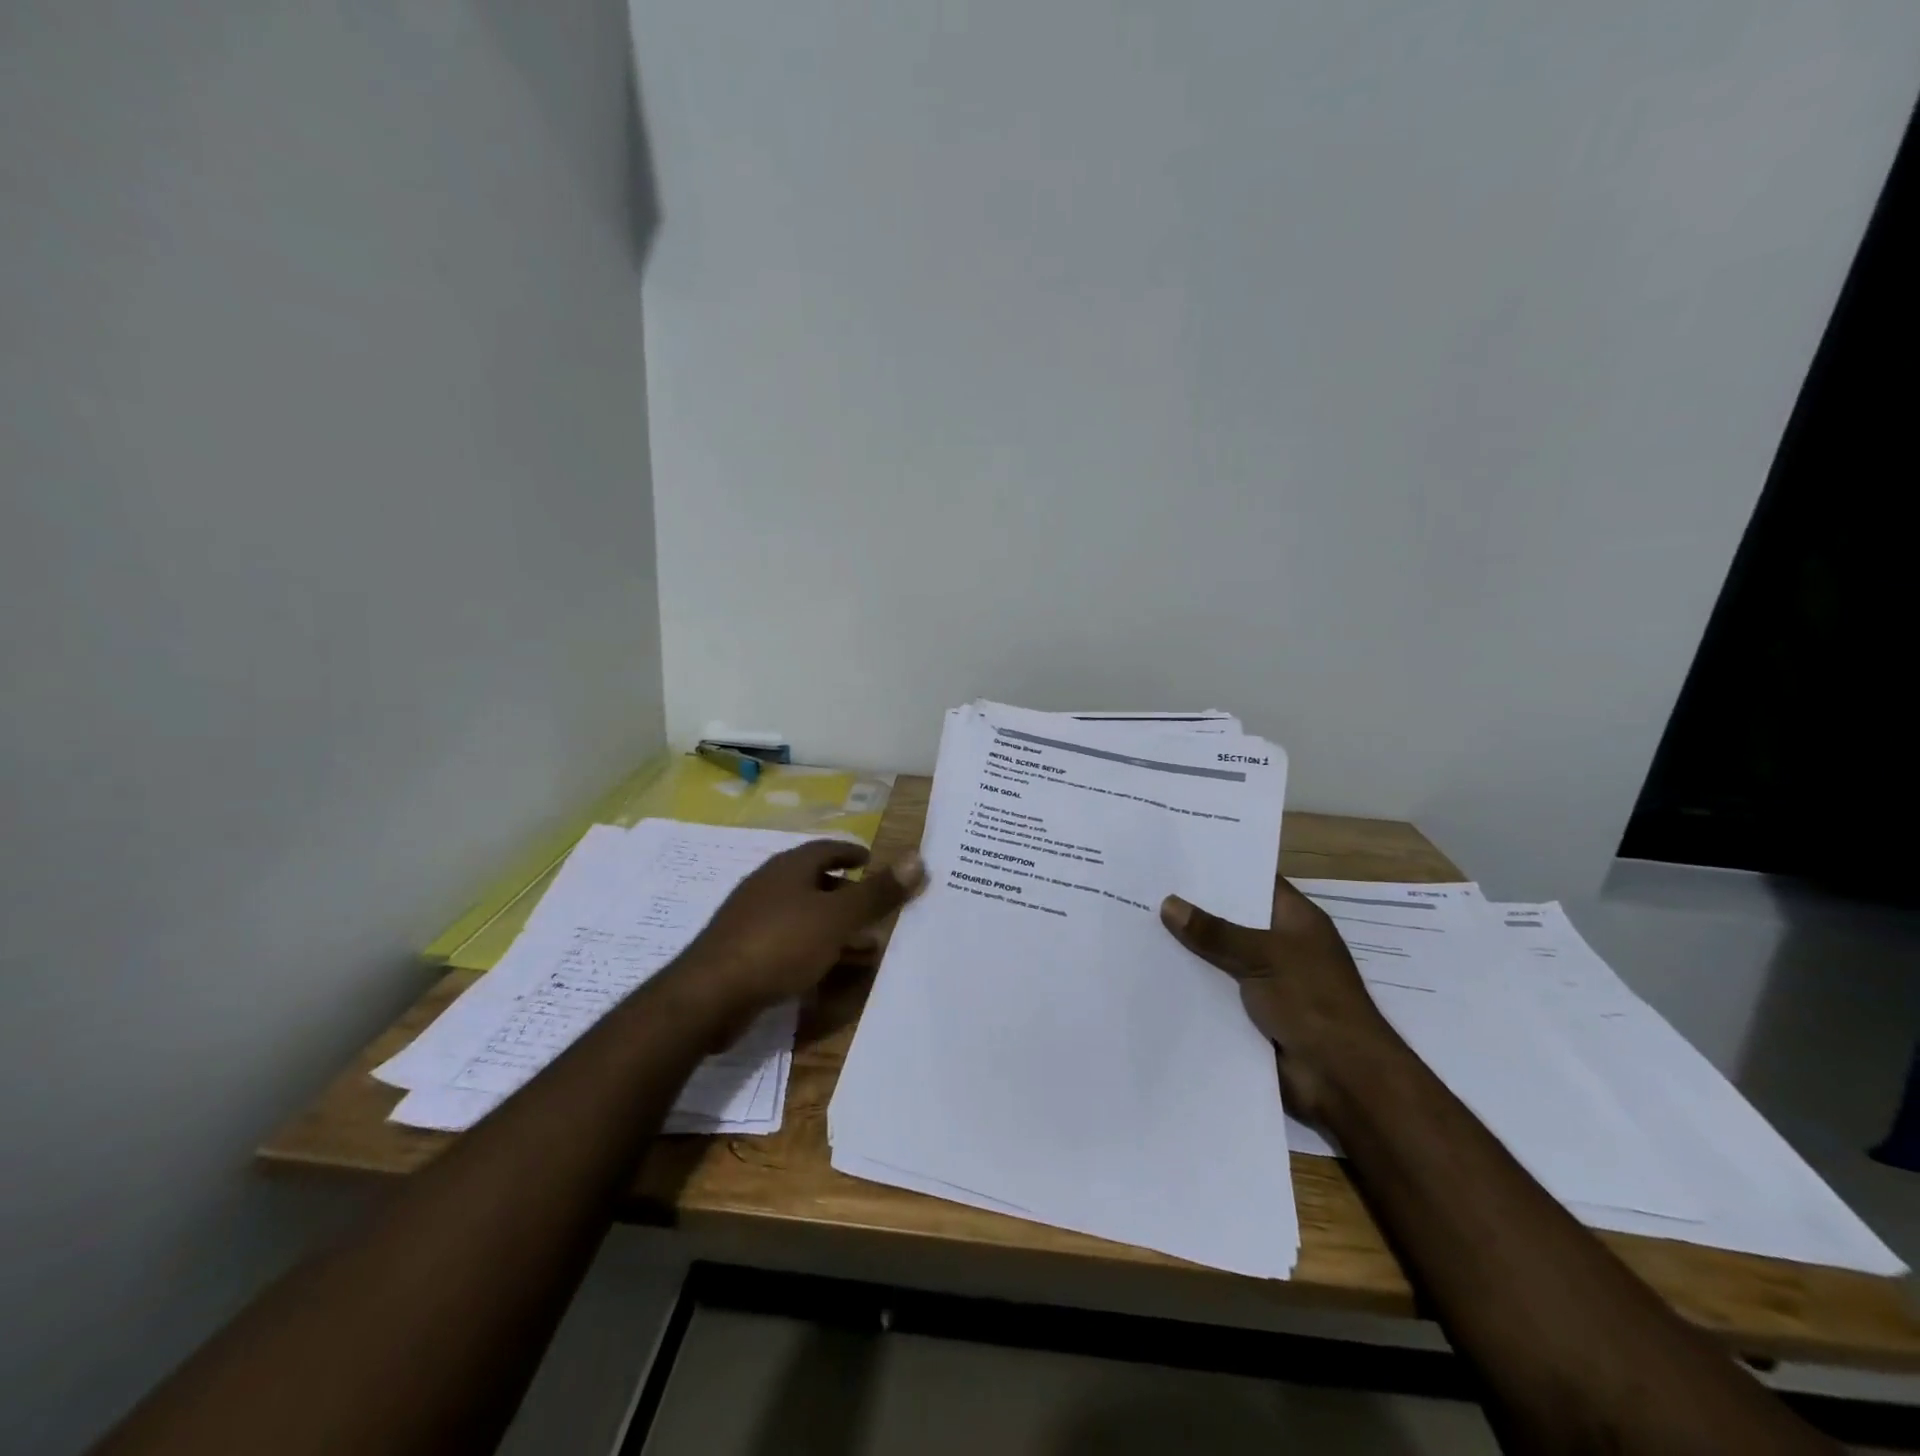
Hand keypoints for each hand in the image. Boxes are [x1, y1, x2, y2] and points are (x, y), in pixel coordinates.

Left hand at [680, 841, 925, 1020]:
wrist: (710, 994)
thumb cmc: (780, 943)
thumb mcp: (837, 917)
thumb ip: (878, 892)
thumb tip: (918, 858)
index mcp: (790, 868)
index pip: (827, 848)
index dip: (852, 853)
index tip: (873, 860)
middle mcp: (770, 886)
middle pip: (817, 883)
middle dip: (850, 896)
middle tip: (879, 910)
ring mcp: (754, 920)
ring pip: (806, 917)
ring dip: (837, 929)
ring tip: (868, 947)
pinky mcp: (745, 952)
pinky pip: (791, 944)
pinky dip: (816, 951)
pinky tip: (831, 972)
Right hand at [1160, 877, 1405, 1120]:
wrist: (1343, 1080)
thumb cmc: (1313, 1002)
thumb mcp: (1264, 956)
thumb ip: (1215, 932)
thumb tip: (1168, 904)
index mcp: (1296, 920)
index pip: (1255, 882)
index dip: (1220, 869)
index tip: (1177, 857)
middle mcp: (1280, 945)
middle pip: (1231, 918)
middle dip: (1194, 908)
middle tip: (1144, 888)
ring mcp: (1266, 980)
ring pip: (1219, 955)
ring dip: (1188, 949)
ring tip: (1137, 924)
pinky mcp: (1252, 1012)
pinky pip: (1215, 989)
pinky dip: (1191, 983)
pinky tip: (1152, 970)